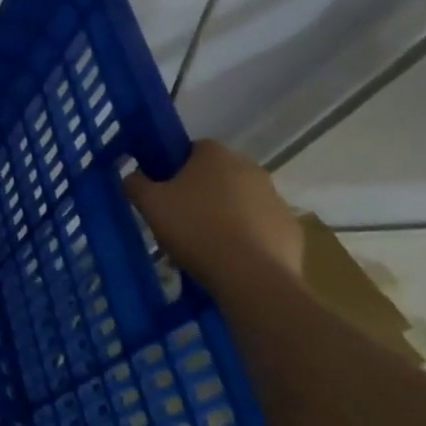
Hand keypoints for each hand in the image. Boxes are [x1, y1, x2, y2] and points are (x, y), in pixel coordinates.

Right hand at [123, 141, 302, 297]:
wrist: (251, 277)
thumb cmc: (194, 229)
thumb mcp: (149, 204)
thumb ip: (135, 183)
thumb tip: (134, 176)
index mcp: (216, 155)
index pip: (193, 148)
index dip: (175, 167)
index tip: (164, 189)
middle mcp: (251, 169)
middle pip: (219, 174)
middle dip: (202, 190)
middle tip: (180, 216)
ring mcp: (276, 199)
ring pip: (241, 201)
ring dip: (226, 213)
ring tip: (205, 242)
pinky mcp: (291, 229)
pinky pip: (261, 227)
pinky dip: (248, 236)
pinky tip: (231, 257)